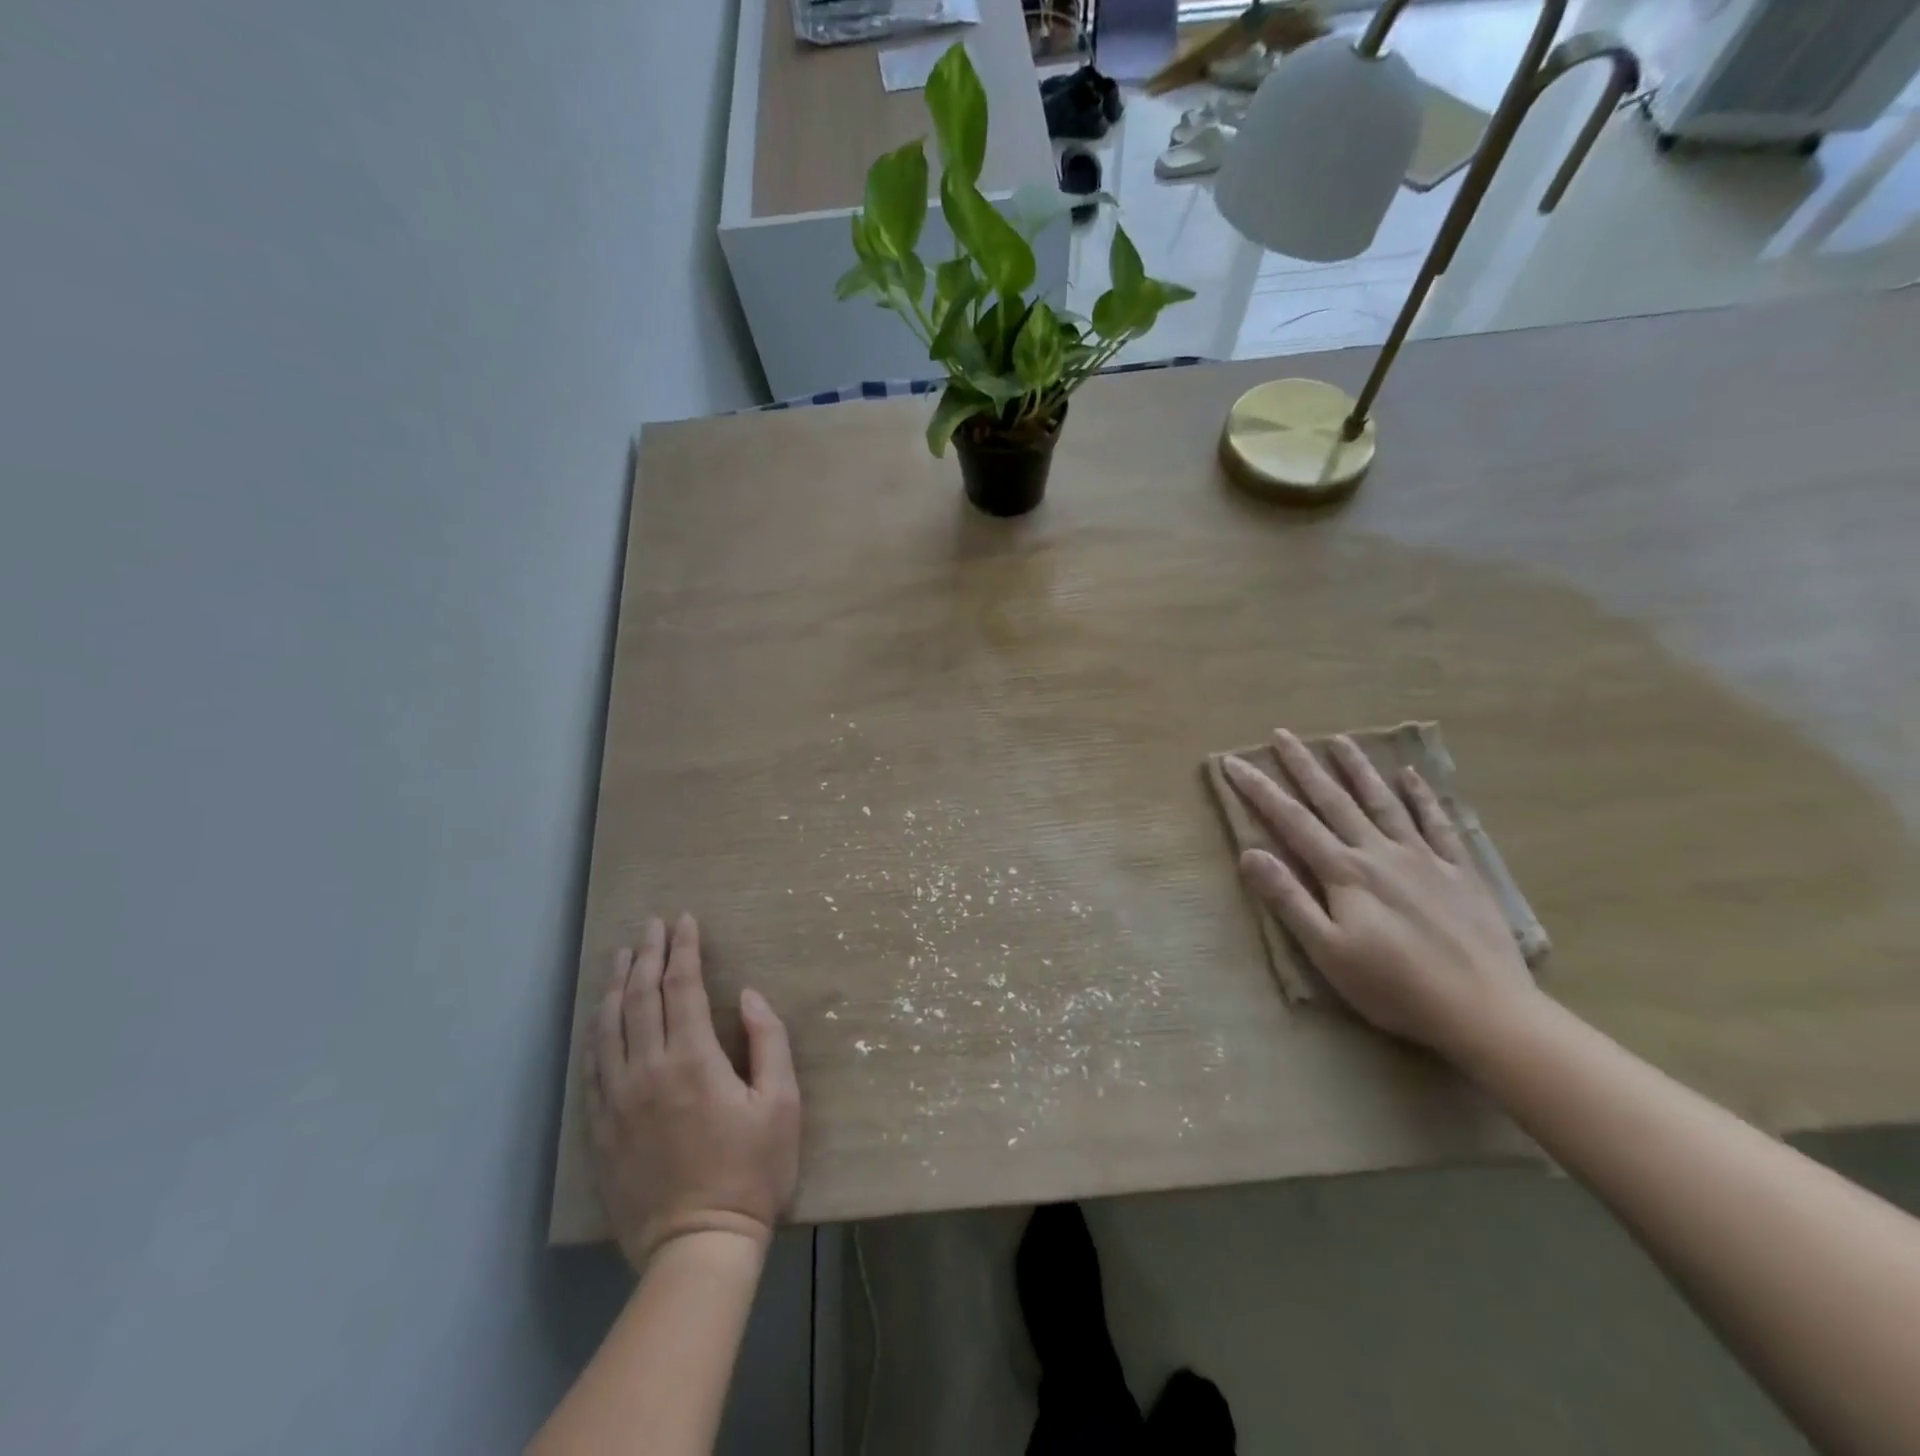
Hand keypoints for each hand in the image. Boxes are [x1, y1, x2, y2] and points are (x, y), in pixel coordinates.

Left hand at [585, 914, 801, 1269]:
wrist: (697, 1248)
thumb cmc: (752, 1172)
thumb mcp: (781, 1103)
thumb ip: (769, 1041)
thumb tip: (750, 996)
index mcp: (694, 1060)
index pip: (683, 987)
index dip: (684, 949)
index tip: (685, 921)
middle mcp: (648, 1070)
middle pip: (641, 997)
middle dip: (646, 954)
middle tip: (651, 925)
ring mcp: (618, 1100)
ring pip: (609, 1026)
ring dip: (615, 984)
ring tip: (620, 955)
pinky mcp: (601, 1128)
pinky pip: (593, 1066)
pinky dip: (596, 1030)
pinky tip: (600, 1016)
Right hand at [1223, 730, 1540, 1057]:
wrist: (1484, 1011)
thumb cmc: (1394, 987)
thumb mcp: (1327, 951)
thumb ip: (1289, 899)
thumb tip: (1250, 853)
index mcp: (1345, 872)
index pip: (1292, 821)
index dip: (1260, 790)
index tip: (1234, 764)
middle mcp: (1380, 853)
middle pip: (1335, 800)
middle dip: (1304, 766)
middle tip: (1283, 734)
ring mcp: (1424, 858)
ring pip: (1383, 802)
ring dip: (1358, 769)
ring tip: (1340, 740)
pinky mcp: (1460, 873)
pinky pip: (1439, 824)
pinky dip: (1422, 797)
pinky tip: (1411, 775)